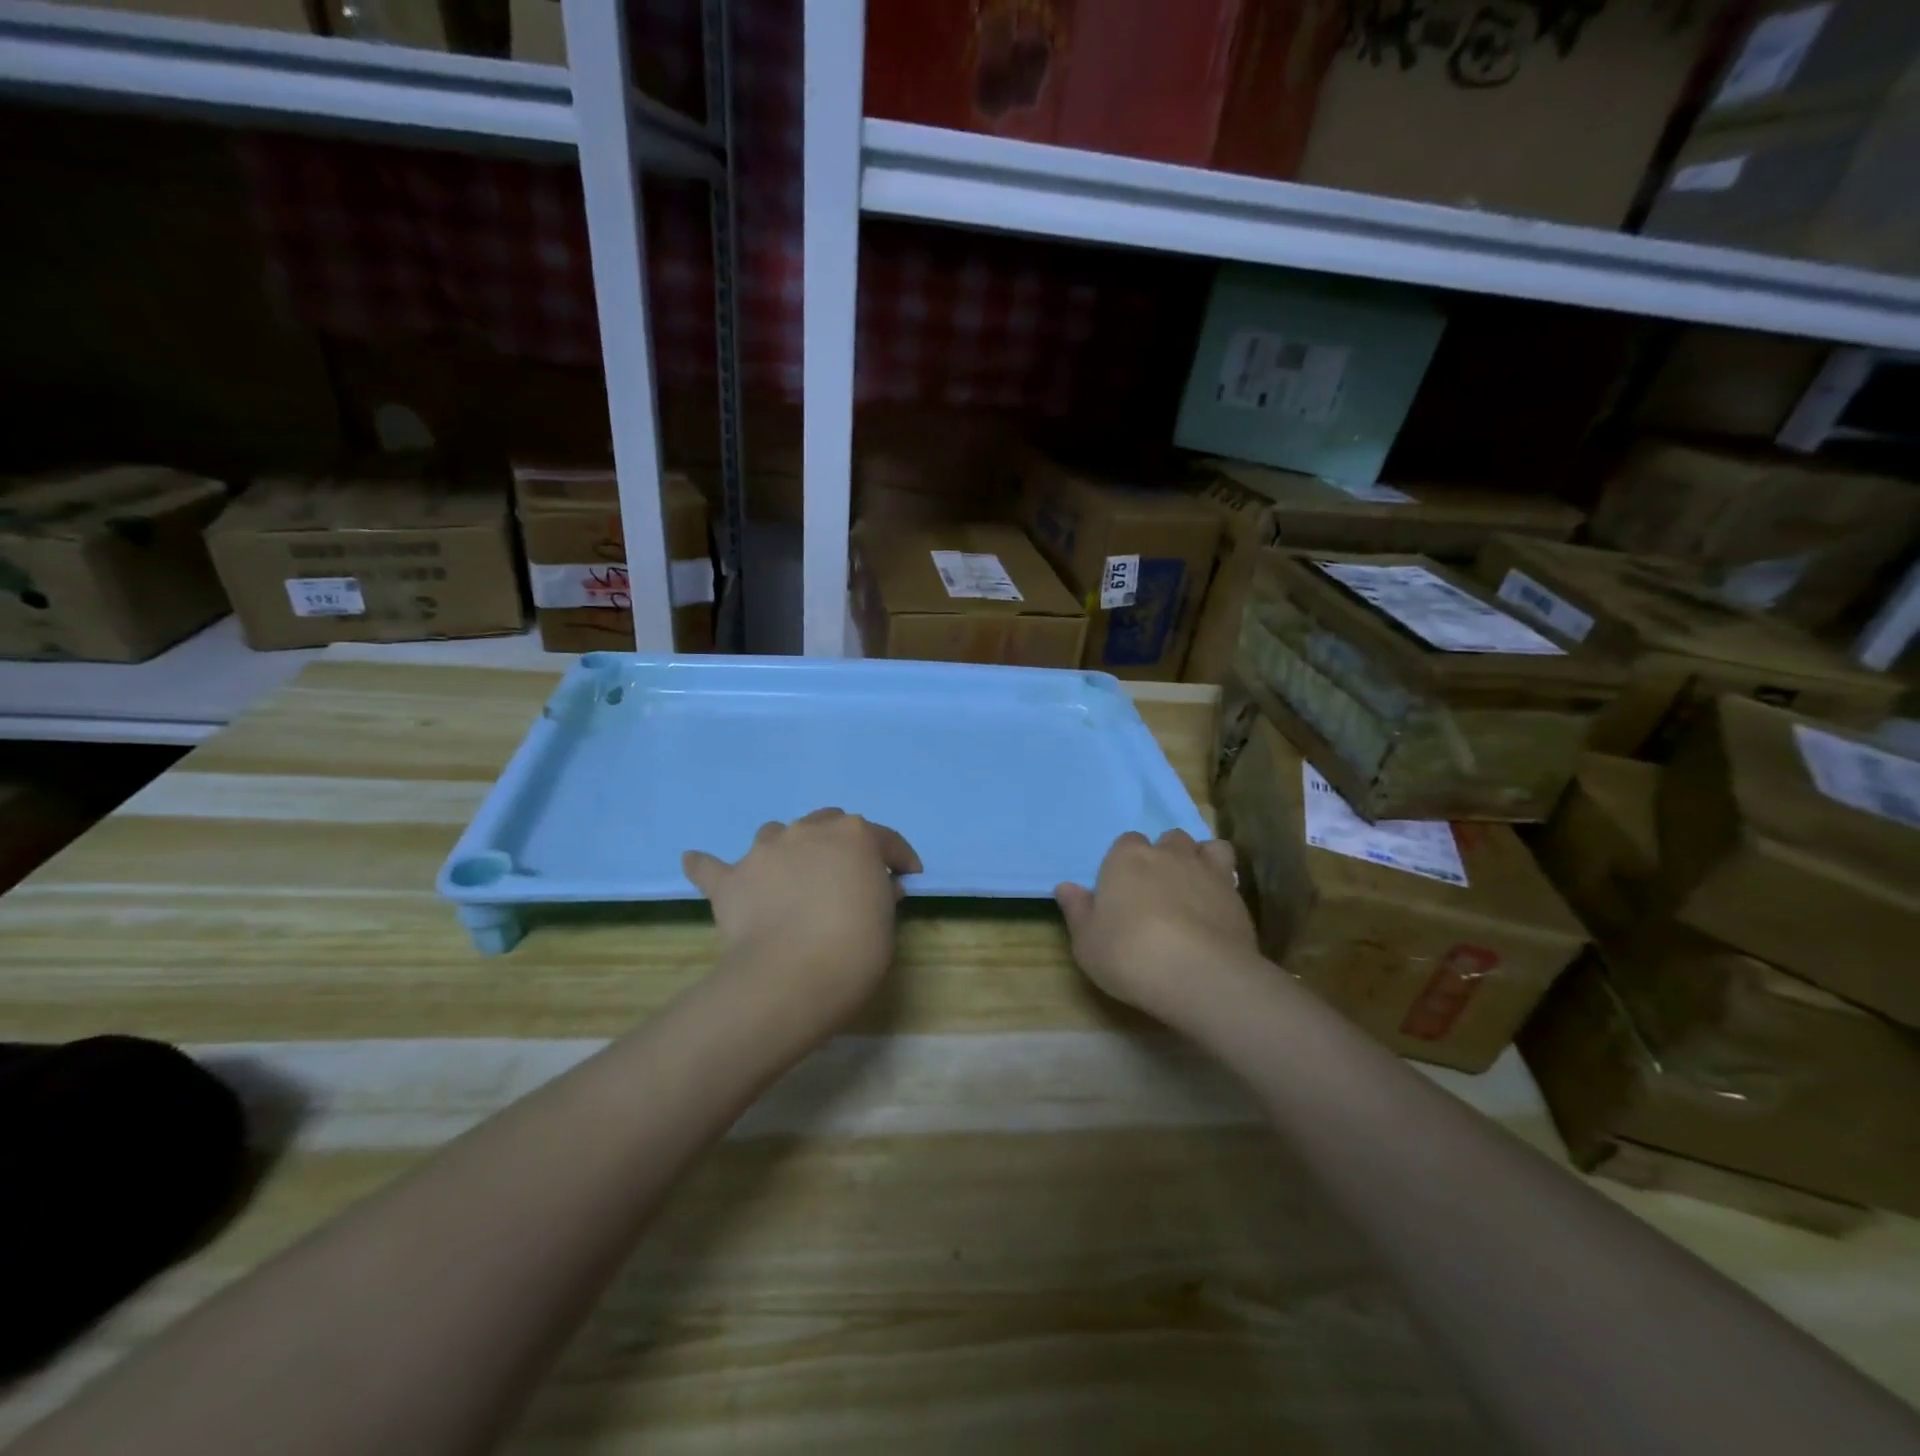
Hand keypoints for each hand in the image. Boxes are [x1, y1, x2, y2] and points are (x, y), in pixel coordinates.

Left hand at [684, 809, 921, 1025]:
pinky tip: (697, 862)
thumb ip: (881, 895)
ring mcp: (765, 850)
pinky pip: (712, 866)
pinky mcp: (730, 879)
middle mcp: (809, 831)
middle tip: (846, 875)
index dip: (899, 858)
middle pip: (828, 823)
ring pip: (777, 834)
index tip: (907, 876)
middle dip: (840, 844)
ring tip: (789, 876)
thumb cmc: (855, 950)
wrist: (791, 978)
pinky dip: (708, 865)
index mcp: (856, 836)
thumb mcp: (886, 923)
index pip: (886, 840)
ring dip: (788, 850)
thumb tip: (877, 887)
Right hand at [1056, 830, 1258, 1018]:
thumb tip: (1065, 887)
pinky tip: (1216, 905)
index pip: (1125, 843)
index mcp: (1126, 859)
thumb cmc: (1130, 955)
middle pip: (1167, 840)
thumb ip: (1077, 911)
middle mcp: (1167, 853)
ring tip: (1192, 888)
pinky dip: (1222, 882)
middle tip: (1156, 890)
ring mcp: (1206, 869)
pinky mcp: (1236, 893)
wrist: (1200, 975)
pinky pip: (1229, 872)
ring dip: (1197, 860)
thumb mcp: (1087, 942)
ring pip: (1204, 847)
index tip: (1122, 891)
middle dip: (1163, 857)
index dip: (1124, 864)